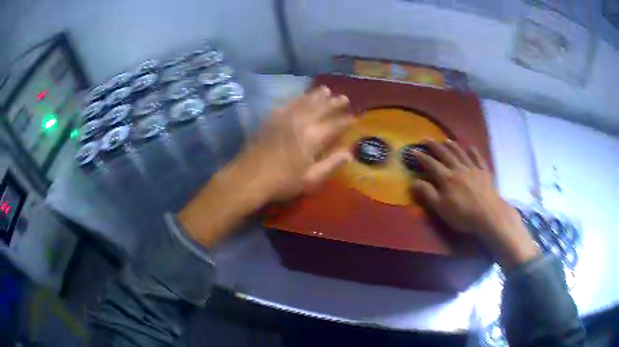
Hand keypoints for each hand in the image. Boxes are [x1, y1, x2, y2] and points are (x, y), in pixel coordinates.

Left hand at [178, 87, 353, 248]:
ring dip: (317, 95)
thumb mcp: (310, 179)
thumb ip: (331, 164)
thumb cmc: (282, 182)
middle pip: (321, 108)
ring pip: (305, 102)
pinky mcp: (271, 119)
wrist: (249, 178)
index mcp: (312, 138)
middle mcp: (300, 122)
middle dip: (334, 102)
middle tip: (344, 97)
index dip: (345, 120)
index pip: (334, 125)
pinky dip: (297, 98)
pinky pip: (287, 103)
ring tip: (326, 90)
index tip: (354, 116)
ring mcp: (284, 118)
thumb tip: (349, 154)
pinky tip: (301, 96)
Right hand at [411, 139, 539, 268]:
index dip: (421, 157)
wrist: (489, 214)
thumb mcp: (441, 208)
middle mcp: (458, 169)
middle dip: (434, 146)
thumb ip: (428, 194)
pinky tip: (471, 148)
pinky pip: (478, 159)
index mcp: (447, 178)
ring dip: (452, 146)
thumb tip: (413, 181)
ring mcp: (473, 169)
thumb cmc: (463, 214)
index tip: (412, 150)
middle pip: (445, 154)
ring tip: (445, 140)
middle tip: (426, 138)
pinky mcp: (484, 172)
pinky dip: (474, 152)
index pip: (431, 164)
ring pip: (460, 153)